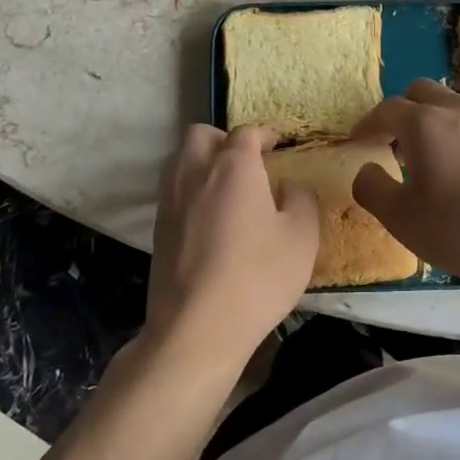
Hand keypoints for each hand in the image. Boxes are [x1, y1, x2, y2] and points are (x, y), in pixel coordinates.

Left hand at [145, 124, 319, 371]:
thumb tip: (288, 185)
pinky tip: (209, 217)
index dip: (264, 135)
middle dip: (224, 140)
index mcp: (233, 166)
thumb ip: (300, 199)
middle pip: (202, 134)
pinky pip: (173, 189)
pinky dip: (190, 188)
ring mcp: (170, 199)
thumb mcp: (302, 237)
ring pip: (181, 158)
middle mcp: (195, 171)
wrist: (197, 326)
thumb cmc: (258, 276)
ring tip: (226, 187)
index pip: (246, 133)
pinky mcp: (157, 227)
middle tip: (247, 163)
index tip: (277, 146)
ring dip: (202, 160)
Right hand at [351, 79, 459, 285]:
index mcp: (425, 124)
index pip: (387, 109)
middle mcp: (457, 111)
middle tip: (392, 144)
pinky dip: (456, 132)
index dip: (367, 124)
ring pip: (450, 104)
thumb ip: (372, 188)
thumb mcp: (402, 219)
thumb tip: (366, 169)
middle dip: (400, 111)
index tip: (358, 141)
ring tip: (427, 159)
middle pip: (420, 92)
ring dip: (430, 120)